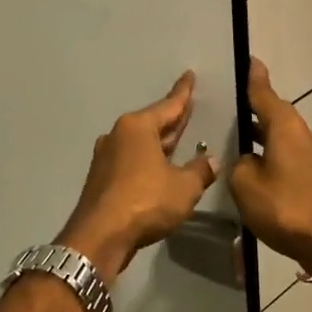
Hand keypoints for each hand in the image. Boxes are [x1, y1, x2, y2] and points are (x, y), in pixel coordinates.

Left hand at [57, 72, 218, 278]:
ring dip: (160, 143)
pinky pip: (132, 160)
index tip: (189, 75)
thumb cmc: (145, 202)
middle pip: (153, 123)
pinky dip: (148, 160)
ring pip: (141, 143)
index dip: (183, 93)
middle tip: (189, 107)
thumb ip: (200, 171)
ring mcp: (106, 156)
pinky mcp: (102, 178)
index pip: (168, 105)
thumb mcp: (184, 187)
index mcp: (138, 127)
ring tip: (179, 139)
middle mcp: (119, 135)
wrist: (99, 236)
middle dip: (172, 118)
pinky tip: (159, 168)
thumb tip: (211, 161)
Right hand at [229, 58, 311, 272]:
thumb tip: (248, 159)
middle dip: (253, 109)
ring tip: (236, 138)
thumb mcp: (245, 183)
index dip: (253, 78)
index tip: (248, 59)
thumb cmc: (284, 206)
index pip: (263, 93)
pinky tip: (255, 167)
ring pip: (281, 136)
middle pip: (274, 113)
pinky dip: (271, 154)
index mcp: (285, 126)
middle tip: (227, 106)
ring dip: (261, 135)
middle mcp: (302, 134)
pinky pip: (288, 155)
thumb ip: (239, 163)